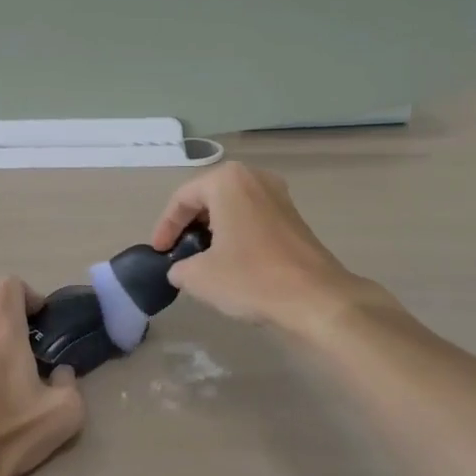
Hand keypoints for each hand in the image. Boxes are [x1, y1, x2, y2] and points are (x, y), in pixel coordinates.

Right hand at [150, 163, 369, 333]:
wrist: (317, 298)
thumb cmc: (252, 278)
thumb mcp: (200, 277)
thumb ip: (180, 267)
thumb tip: (181, 269)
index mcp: (226, 181)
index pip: (182, 198)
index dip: (165, 226)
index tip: (159, 252)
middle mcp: (253, 177)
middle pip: (208, 197)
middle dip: (189, 224)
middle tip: (177, 251)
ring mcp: (278, 194)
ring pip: (232, 205)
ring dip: (213, 228)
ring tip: (201, 256)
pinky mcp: (294, 215)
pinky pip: (252, 215)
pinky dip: (236, 231)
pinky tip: (232, 258)